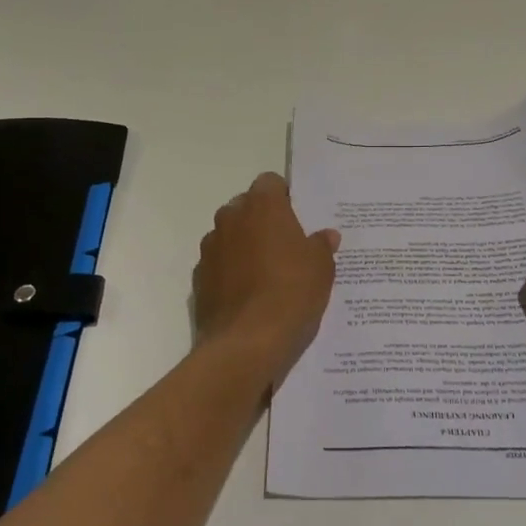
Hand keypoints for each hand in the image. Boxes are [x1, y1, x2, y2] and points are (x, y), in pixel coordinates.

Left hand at [194, 173, 339, 381]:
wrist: (246, 343)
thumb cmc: (291, 293)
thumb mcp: (321, 268)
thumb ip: (322, 245)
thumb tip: (326, 236)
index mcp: (262, 206)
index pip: (271, 182)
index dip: (284, 197)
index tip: (298, 217)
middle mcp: (230, 218)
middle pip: (247, 207)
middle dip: (263, 220)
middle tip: (286, 246)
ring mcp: (210, 248)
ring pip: (230, 235)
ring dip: (245, 245)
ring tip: (267, 274)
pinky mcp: (199, 277)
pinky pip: (219, 264)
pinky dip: (231, 271)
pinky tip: (249, 295)